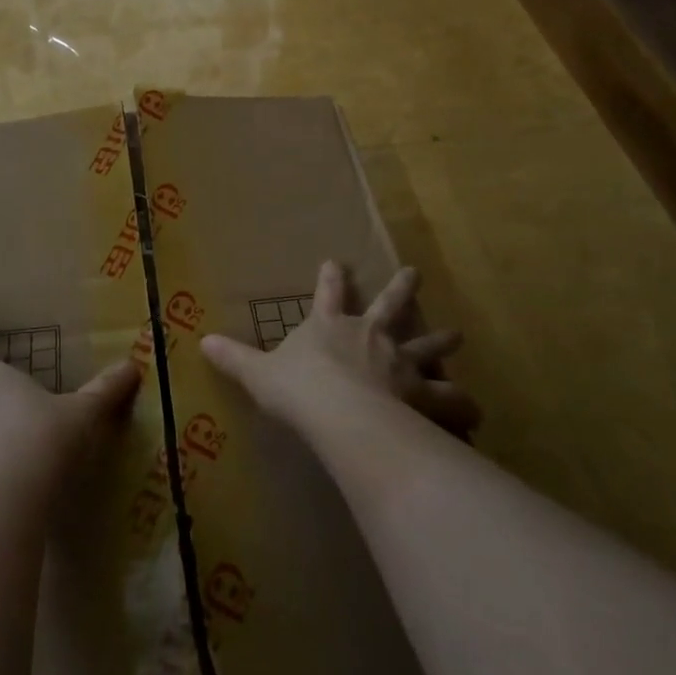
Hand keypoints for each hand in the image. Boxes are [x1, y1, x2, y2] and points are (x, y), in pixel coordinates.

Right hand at [201, 261, 477, 436]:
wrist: (340, 413)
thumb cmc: (298, 389)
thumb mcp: (258, 373)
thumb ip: (234, 358)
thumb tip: (201, 341)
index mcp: (330, 326)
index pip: (328, 293)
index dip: (331, 278)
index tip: (337, 261)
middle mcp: (369, 335)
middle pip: (390, 305)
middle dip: (400, 288)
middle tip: (414, 272)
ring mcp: (400, 361)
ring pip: (426, 345)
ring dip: (441, 340)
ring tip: (458, 335)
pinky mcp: (422, 393)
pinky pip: (448, 398)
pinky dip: (461, 403)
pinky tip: (474, 410)